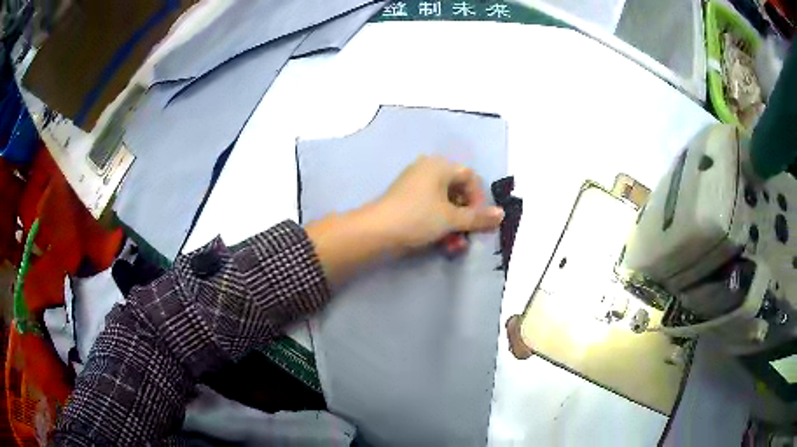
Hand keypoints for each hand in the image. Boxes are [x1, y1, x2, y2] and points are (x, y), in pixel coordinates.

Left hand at [372, 155, 504, 251]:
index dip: (479, 199)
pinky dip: (440, 226)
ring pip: (445, 205)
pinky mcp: (407, 202)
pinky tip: (444, 244)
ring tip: (455, 246)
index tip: (479, 220)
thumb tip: (502, 214)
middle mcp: (428, 170)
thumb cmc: (418, 217)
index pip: (470, 177)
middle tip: (468, 235)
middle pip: (458, 192)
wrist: (377, 231)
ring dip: (454, 226)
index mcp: (439, 166)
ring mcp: (416, 186)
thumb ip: (478, 217)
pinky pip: (431, 210)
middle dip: (466, 218)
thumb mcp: (451, 218)